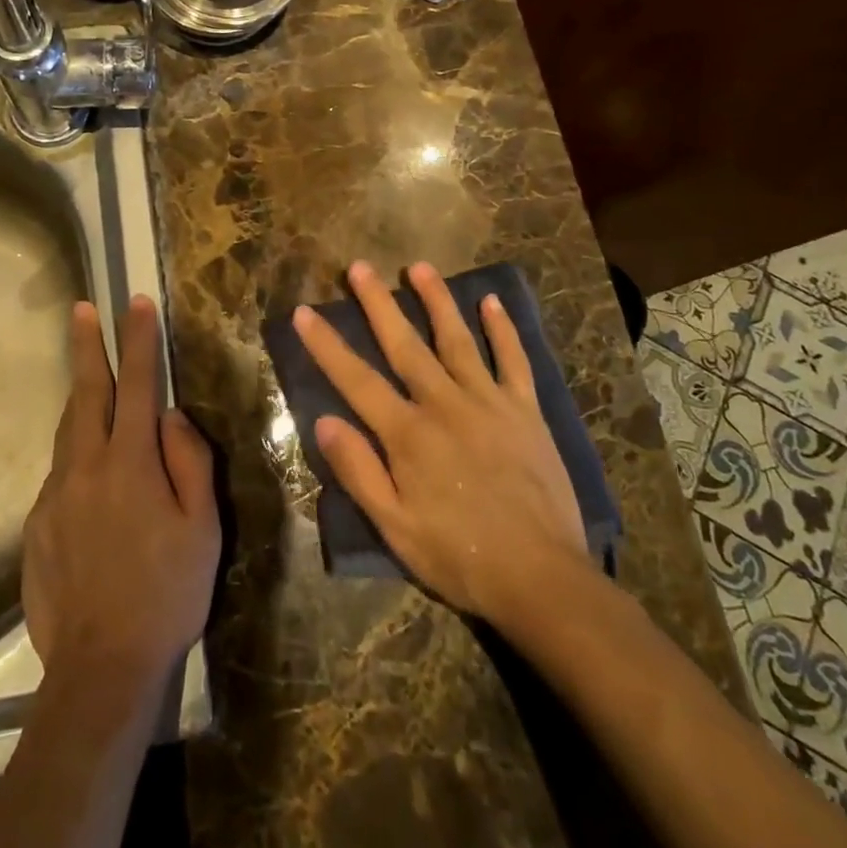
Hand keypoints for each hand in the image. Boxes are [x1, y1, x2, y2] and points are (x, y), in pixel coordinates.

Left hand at [23, 296, 220, 691]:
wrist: (101, 667)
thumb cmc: (167, 594)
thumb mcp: (203, 528)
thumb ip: (188, 460)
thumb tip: (169, 415)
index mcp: (129, 463)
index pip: (136, 384)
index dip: (138, 340)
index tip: (135, 303)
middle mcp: (85, 467)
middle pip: (85, 392)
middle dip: (86, 345)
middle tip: (80, 308)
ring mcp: (54, 495)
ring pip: (67, 431)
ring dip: (79, 397)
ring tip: (89, 379)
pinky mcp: (35, 525)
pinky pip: (60, 476)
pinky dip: (76, 458)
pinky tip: (90, 483)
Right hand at [295, 261, 589, 625]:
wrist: (542, 581)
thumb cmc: (460, 557)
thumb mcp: (395, 528)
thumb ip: (359, 471)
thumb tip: (323, 420)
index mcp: (408, 434)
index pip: (356, 380)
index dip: (327, 345)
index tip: (304, 312)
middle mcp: (445, 405)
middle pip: (404, 345)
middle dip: (377, 303)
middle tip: (359, 266)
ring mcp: (489, 403)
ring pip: (457, 340)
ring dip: (436, 300)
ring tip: (418, 267)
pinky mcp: (526, 412)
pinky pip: (514, 361)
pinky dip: (503, 330)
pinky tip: (492, 302)